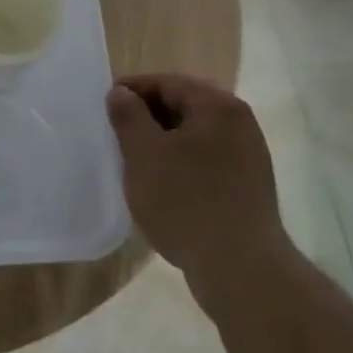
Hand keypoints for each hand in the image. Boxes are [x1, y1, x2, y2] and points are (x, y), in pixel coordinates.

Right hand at [107, 74, 289, 301]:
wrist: (241, 270)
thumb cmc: (186, 201)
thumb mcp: (143, 153)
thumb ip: (128, 116)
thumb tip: (120, 93)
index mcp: (218, 106)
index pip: (167, 83)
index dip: (132, 90)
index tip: (104, 106)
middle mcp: (240, 123)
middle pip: (184, 106)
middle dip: (147, 116)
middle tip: (116, 133)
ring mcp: (249, 157)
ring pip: (194, 136)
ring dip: (163, 143)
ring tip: (134, 161)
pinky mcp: (248, 188)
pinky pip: (206, 161)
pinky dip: (180, 164)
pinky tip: (161, 186)